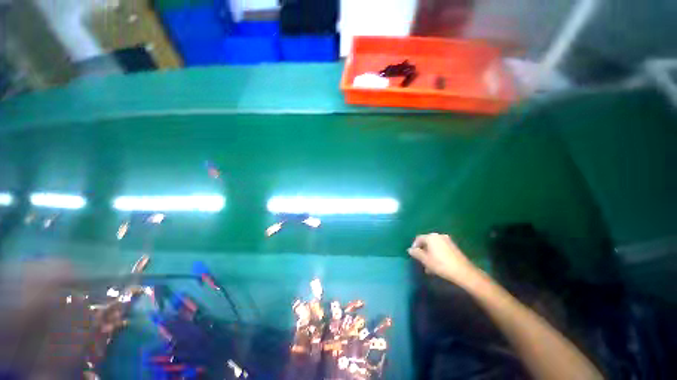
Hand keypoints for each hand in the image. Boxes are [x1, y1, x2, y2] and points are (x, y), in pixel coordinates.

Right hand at [408, 233, 479, 284]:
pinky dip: (437, 254)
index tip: (414, 255)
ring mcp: (448, 241)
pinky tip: (438, 264)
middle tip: (421, 261)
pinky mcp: (454, 247)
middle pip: (427, 242)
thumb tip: (410, 249)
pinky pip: (441, 248)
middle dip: (423, 251)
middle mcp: (439, 236)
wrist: (463, 272)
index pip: (418, 239)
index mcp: (431, 237)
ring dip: (430, 254)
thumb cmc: (441, 264)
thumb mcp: (425, 260)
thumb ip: (416, 253)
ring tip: (429, 266)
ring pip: (434, 246)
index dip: (414, 246)